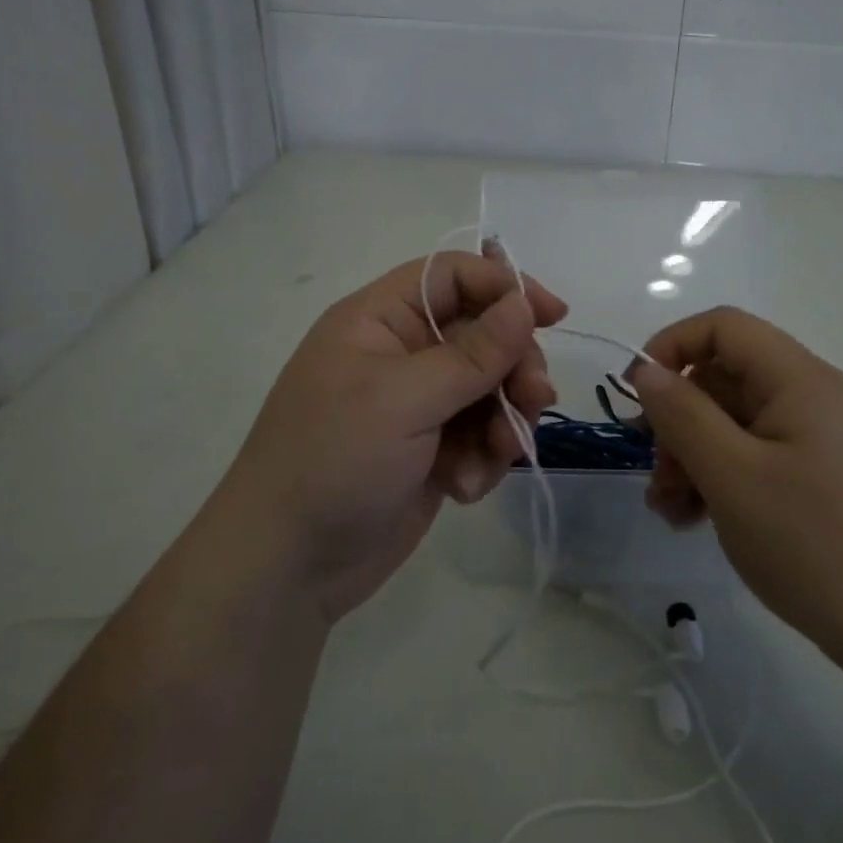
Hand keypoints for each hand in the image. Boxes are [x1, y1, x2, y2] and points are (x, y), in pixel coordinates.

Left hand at [221, 252, 566, 623]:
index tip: (552, 315)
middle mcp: (403, 354)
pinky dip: (483, 459)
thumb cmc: (335, 460)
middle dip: (514, 367)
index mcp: (381, 320)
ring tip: (496, 455)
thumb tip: (524, 302)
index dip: (504, 287)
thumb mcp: (404, 399)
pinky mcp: (433, 451)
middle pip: (484, 334)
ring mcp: (419, 405)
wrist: (289, 564)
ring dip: (503, 421)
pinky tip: (463, 487)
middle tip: (534, 399)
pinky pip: (482, 436)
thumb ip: (473, 352)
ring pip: (492, 389)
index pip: (452, 277)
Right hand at [626, 307, 842, 672]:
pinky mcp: (823, 478)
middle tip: (655, 473)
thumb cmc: (810, 541)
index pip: (723, 327)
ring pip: (736, 424)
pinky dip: (721, 478)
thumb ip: (682, 414)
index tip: (636, 395)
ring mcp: (821, 440)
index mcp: (799, 379)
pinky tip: (696, 519)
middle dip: (677, 420)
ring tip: (669, 508)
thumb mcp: (730, 475)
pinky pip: (758, 457)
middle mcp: (814, 397)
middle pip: (725, 379)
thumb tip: (647, 371)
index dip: (671, 347)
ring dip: (692, 456)